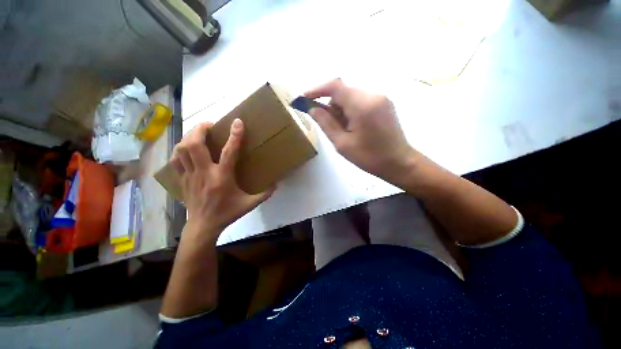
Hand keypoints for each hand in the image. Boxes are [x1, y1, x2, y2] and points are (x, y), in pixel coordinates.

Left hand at [172, 119, 273, 241]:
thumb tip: (276, 184)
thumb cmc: (227, 213)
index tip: (237, 122)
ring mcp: (190, 175)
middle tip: (209, 124)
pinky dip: (179, 150)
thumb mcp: (249, 204)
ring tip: (198, 133)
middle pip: (195, 144)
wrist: (203, 226)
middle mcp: (204, 173)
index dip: (234, 135)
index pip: (229, 152)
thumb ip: (264, 194)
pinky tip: (186, 148)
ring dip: (189, 136)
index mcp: (222, 177)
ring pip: (182, 149)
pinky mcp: (182, 179)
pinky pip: (176, 160)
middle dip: (200, 129)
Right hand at [305, 78, 417, 184]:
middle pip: (343, 91)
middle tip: (330, 126)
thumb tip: (312, 109)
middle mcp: (373, 95)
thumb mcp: (342, 143)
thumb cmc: (369, 157)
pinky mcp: (384, 103)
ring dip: (342, 109)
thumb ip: (326, 123)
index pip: (335, 86)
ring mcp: (381, 97)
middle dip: (331, 106)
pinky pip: (361, 100)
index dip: (317, 90)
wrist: (399, 162)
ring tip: (345, 130)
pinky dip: (351, 109)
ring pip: (351, 96)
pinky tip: (354, 126)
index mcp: (362, 105)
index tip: (304, 99)